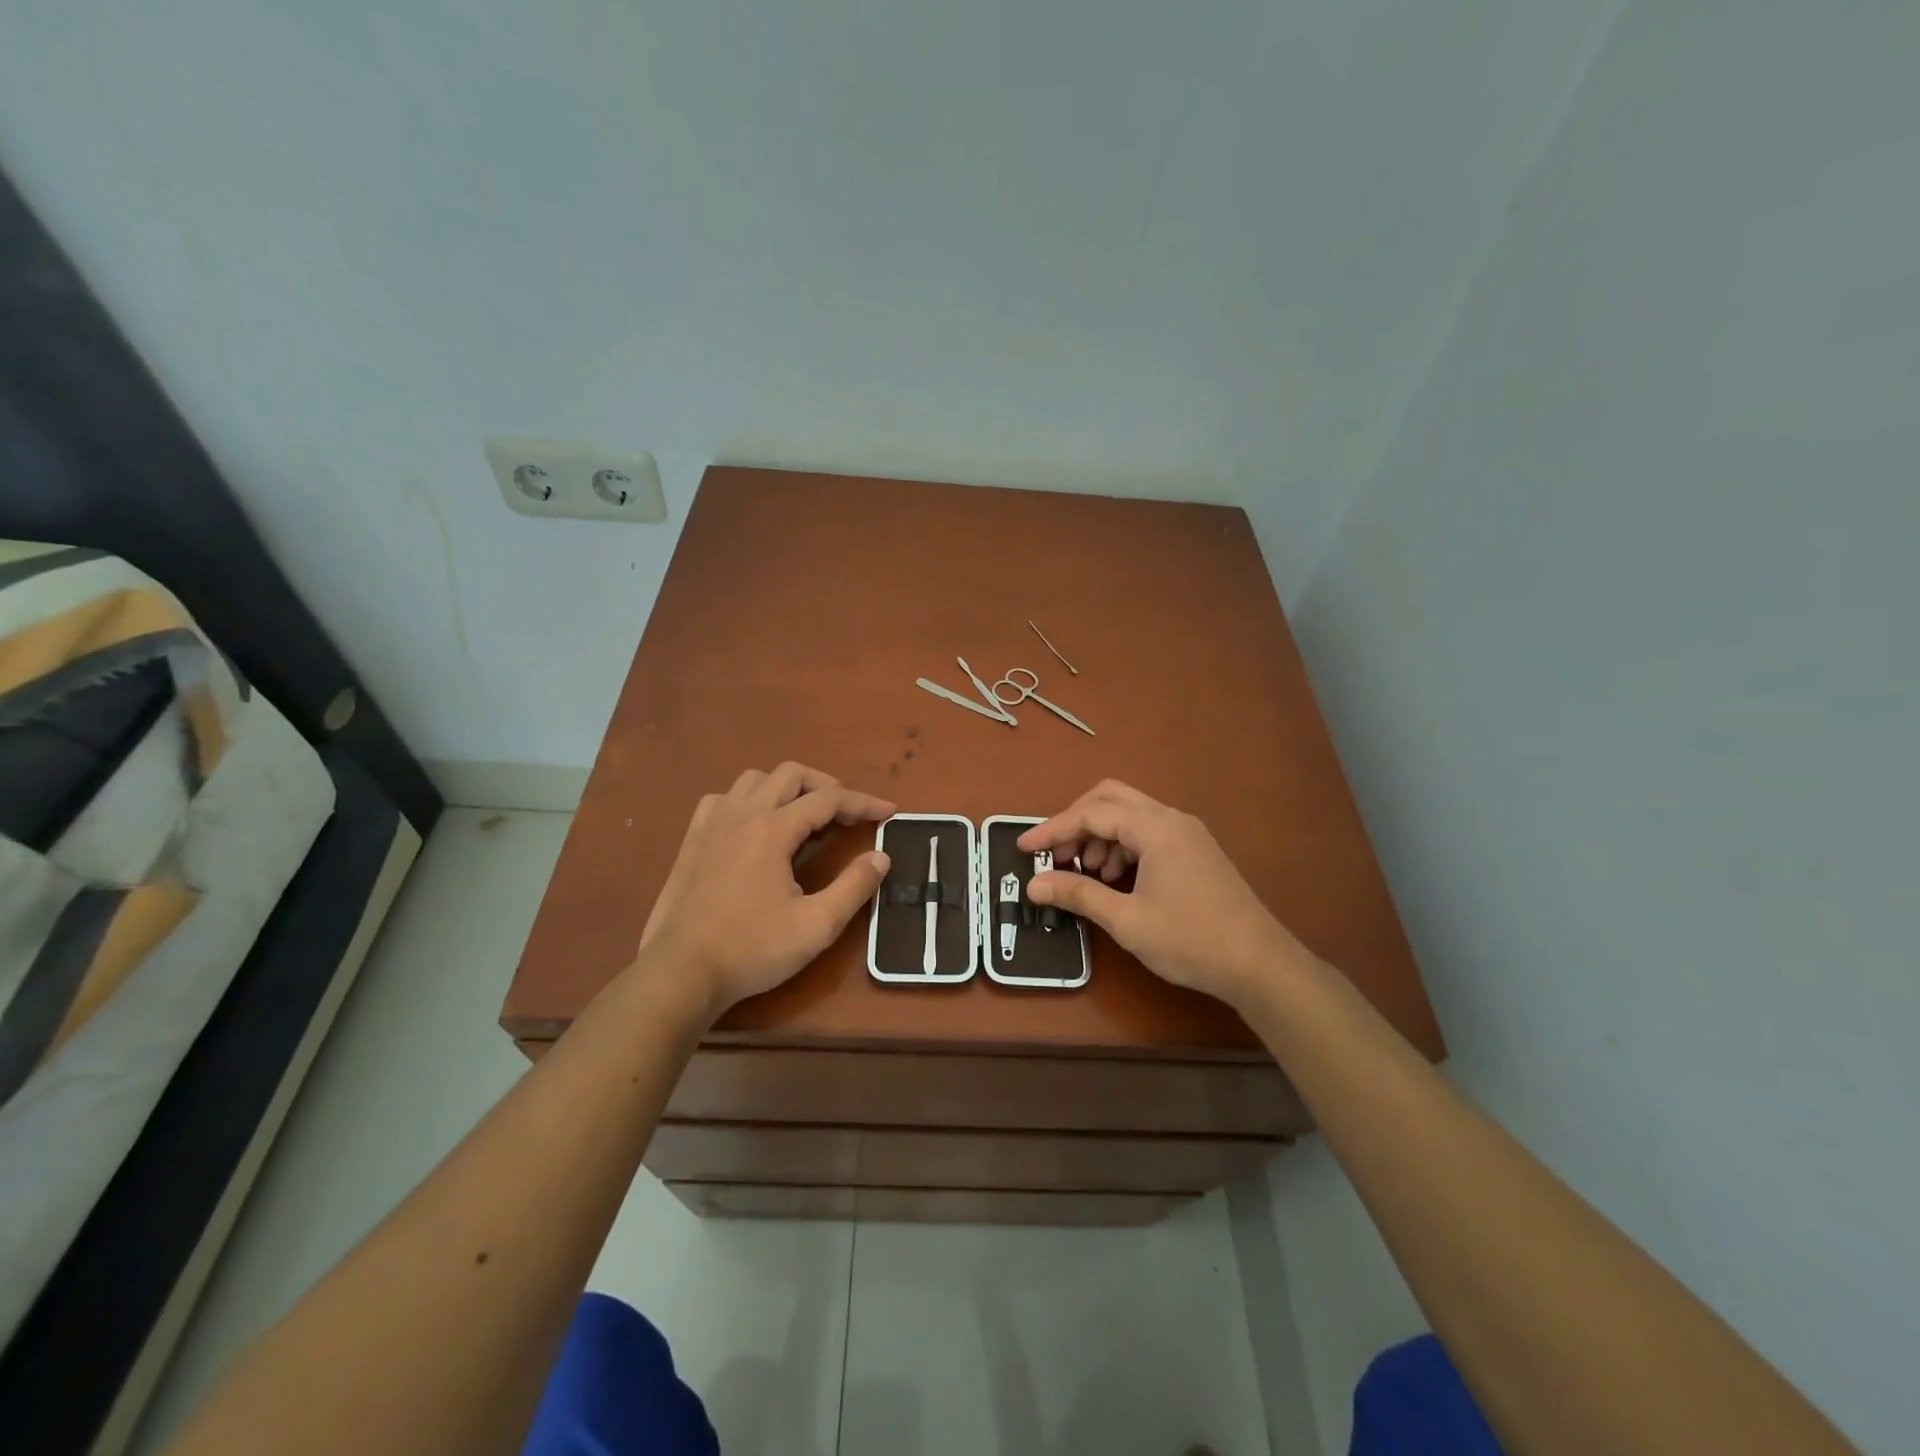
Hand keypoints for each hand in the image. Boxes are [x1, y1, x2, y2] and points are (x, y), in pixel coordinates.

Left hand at [636, 763, 894, 1020]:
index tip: (888, 811)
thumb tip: (880, 857)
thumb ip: (854, 887)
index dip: (863, 802)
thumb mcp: (816, 926)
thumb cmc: (752, 949)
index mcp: (773, 829)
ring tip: (804, 816)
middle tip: (846, 814)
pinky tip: (754, 826)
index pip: (828, 799)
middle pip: (790, 774)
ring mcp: (712, 824)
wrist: (681, 973)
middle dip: (826, 786)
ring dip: (786, 788)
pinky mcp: (692, 840)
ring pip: (754, 780)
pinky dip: (748, 800)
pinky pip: (723, 799)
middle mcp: (742, 814)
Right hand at [1019, 780, 1311, 1008]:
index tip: (1024, 848)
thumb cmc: (1191, 940)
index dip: (1053, 829)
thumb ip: (1078, 894)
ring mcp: (1187, 833)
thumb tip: (1034, 884)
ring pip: (1130, 814)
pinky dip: (1122, 846)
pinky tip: (1117, 880)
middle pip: (1110, 798)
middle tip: (1056, 855)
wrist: (1260, 965)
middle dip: (1077, 822)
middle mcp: (1171, 819)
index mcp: (1155, 827)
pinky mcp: (1195, 851)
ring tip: (1087, 874)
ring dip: (1100, 835)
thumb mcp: (1127, 920)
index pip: (1091, 813)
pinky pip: (1148, 832)